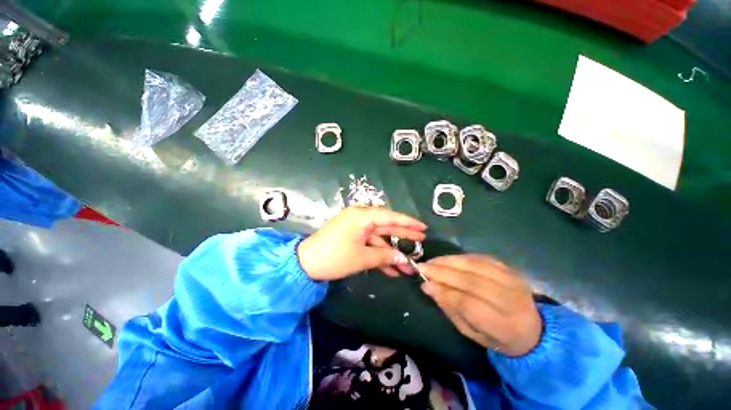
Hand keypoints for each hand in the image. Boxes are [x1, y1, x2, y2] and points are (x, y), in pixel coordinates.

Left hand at [297, 207, 426, 280]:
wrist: (305, 264)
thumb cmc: (334, 257)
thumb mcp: (361, 258)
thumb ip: (385, 256)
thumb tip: (404, 259)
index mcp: (362, 216)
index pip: (390, 217)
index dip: (408, 223)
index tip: (423, 228)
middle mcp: (360, 219)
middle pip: (386, 226)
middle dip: (403, 236)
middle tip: (421, 241)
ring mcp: (356, 229)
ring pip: (379, 239)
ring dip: (391, 252)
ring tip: (408, 265)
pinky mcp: (352, 238)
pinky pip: (369, 245)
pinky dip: (379, 256)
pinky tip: (392, 270)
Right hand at [419, 255, 541, 356]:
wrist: (532, 328)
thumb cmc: (496, 336)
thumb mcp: (471, 332)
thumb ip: (450, 309)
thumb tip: (428, 287)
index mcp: (503, 325)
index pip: (469, 303)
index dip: (445, 291)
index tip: (425, 283)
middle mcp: (510, 300)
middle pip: (471, 281)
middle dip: (442, 272)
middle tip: (422, 267)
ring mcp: (512, 280)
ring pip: (475, 265)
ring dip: (449, 261)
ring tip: (432, 261)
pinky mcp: (509, 268)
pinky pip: (481, 258)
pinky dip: (461, 257)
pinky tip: (448, 259)